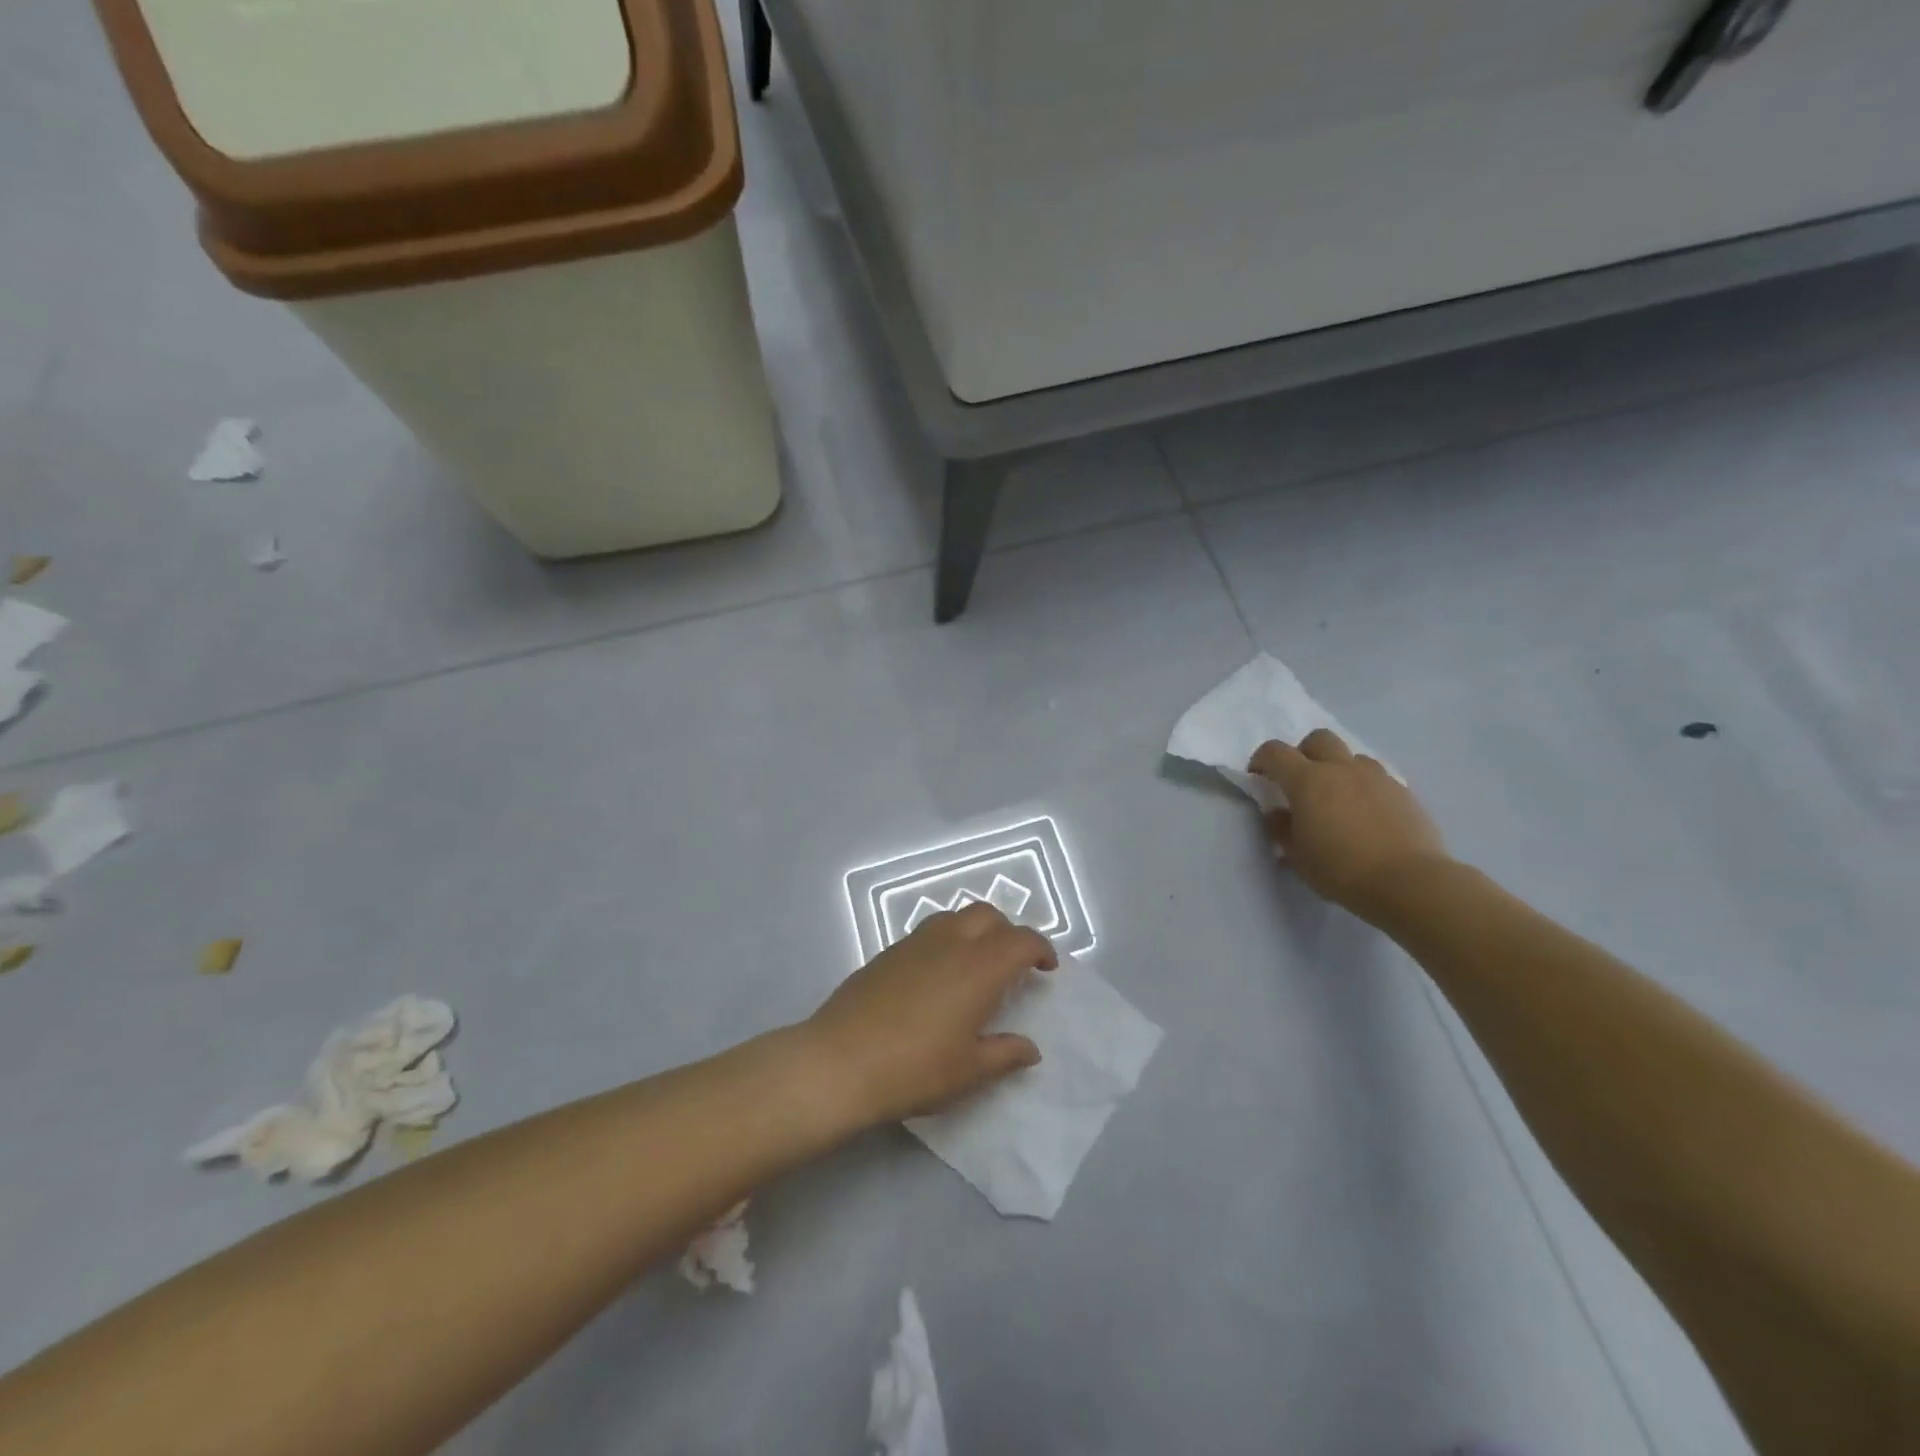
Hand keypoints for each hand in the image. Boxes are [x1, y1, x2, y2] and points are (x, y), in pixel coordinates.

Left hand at [803, 904, 1057, 1125]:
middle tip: (1012, 965)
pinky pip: (928, 932)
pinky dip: (946, 941)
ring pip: (955, 917)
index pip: (1021, 940)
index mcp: (979, 967)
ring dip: (975, 931)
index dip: (1040, 949)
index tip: (1046, 969)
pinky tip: (937, 978)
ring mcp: (914, 943)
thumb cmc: (914, 1069)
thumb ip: (1005, 1054)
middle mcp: (950, 942)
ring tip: (975, 966)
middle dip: (1008, 932)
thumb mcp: (969, 1071)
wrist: (839, 1062)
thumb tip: (1030, 1048)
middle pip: (988, 915)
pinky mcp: (887, 952)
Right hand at [1248, 729, 1449, 918]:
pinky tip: (1367, 814)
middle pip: (1318, 739)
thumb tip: (1279, 813)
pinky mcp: (1404, 791)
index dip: (1261, 760)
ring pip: (1352, 756)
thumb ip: (1282, 828)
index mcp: (1308, 781)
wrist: (1409, 882)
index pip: (1275, 752)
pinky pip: (1378, 777)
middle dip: (1303, 753)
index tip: (1259, 777)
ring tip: (1338, 798)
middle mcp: (1341, 769)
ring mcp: (1377, 777)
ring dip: (1338, 768)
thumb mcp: (1297, 856)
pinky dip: (1365, 787)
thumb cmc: (1341, 870)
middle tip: (1300, 781)